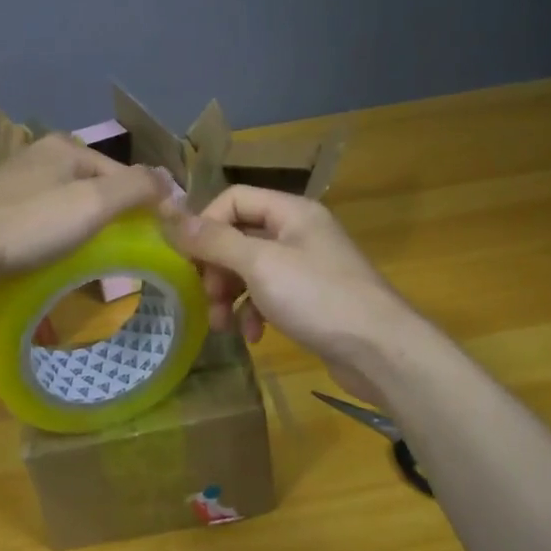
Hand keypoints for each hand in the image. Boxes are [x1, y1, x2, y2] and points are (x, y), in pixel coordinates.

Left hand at [0, 133, 166, 293]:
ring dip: (83, 227)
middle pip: (95, 187)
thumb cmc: (30, 223)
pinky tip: (51, 255)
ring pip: (66, 202)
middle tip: (125, 254)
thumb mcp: (93, 203)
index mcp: (67, 147)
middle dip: (112, 217)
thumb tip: (170, 181)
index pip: (124, 175)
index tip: (157, 241)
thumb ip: (137, 188)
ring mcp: (13, 180)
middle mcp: (40, 155)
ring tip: (92, 261)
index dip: (145, 205)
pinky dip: (54, 234)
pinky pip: (40, 217)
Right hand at [164, 185, 422, 407]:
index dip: (205, 224)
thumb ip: (214, 240)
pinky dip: (255, 312)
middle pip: (240, 236)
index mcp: (291, 212)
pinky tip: (253, 336)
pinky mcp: (311, 299)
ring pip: (251, 270)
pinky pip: (270, 295)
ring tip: (221, 324)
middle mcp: (299, 232)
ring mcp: (307, 267)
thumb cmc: (318, 297)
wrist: (380, 350)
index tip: (188, 259)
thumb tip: (170, 215)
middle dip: (216, 267)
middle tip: (206, 296)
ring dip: (230, 294)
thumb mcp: (259, 264)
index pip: (233, 199)